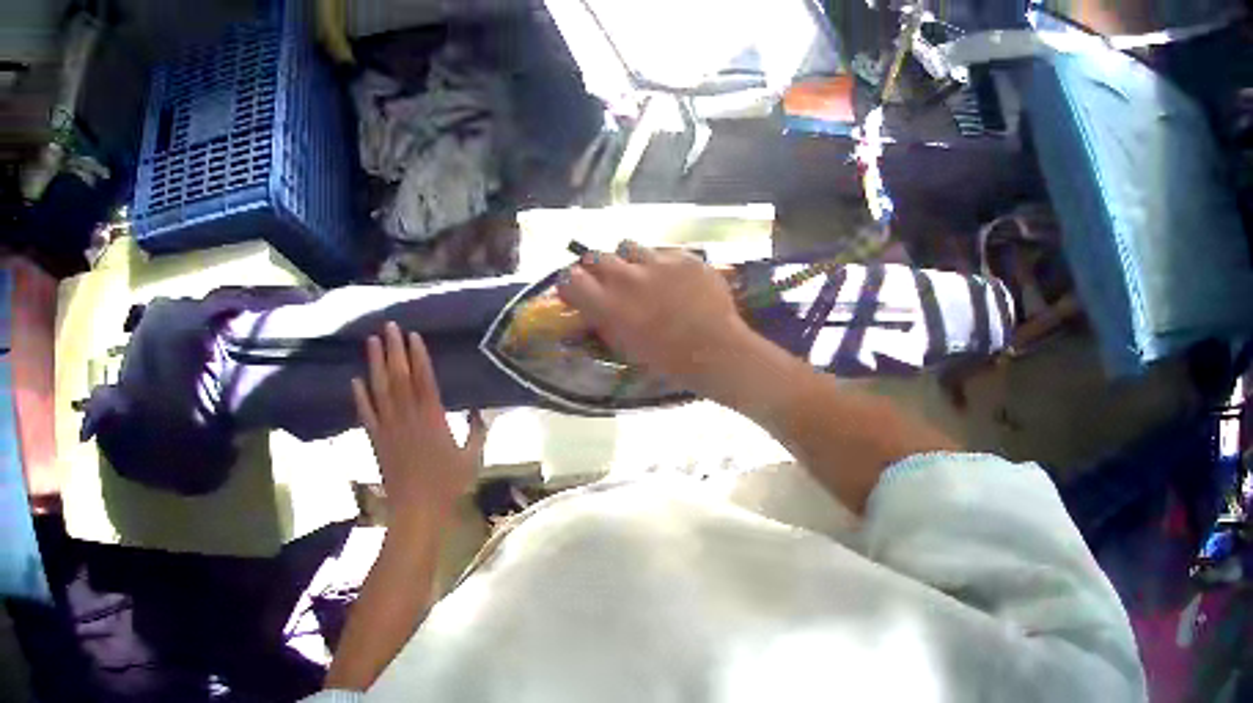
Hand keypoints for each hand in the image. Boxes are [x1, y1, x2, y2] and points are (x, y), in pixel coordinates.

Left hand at [352, 322, 484, 520]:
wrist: (418, 508)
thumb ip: (476, 432)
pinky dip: (360, 396)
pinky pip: (366, 413)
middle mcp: (408, 415)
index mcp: (433, 417)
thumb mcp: (472, 459)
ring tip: (371, 341)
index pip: (424, 379)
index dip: (418, 355)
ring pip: (380, 388)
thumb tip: (480, 411)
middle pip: (399, 376)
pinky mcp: (376, 439)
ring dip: (374, 363)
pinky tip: (355, 380)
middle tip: (389, 326)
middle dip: (394, 349)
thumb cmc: (448, 485)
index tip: (412, 335)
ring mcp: (389, 426)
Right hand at [556, 241, 757, 396]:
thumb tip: (592, 309)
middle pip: (595, 256)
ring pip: (628, 246)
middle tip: (607, 277)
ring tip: (641, 272)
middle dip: (597, 266)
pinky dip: (661, 263)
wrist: (715, 349)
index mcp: (608, 305)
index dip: (571, 282)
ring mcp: (656, 263)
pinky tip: (674, 278)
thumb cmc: (668, 359)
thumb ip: (604, 322)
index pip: (570, 279)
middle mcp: (626, 278)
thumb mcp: (625, 346)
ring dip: (628, 259)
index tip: (576, 288)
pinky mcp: (682, 256)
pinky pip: (662, 252)